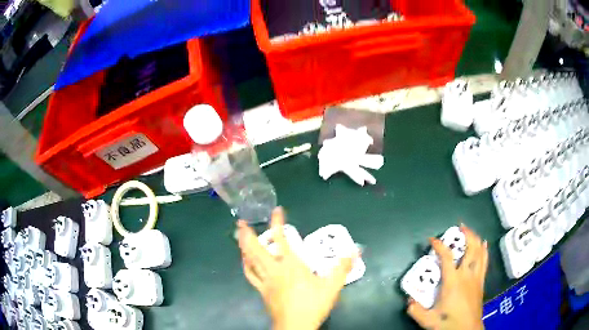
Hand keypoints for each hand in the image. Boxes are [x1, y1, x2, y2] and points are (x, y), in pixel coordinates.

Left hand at [237, 207, 355, 329]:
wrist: (295, 326)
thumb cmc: (313, 304)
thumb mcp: (332, 286)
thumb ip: (342, 267)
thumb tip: (355, 250)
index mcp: (291, 265)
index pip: (281, 239)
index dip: (277, 223)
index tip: (276, 210)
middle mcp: (274, 269)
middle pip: (256, 248)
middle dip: (247, 233)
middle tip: (241, 221)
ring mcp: (265, 281)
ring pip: (249, 260)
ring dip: (243, 247)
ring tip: (239, 237)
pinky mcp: (261, 291)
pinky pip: (250, 275)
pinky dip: (246, 265)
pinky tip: (245, 262)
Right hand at [407, 225, 487, 329]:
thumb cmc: (449, 323)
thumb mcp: (428, 320)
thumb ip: (416, 310)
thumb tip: (408, 301)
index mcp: (452, 282)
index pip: (446, 258)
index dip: (439, 246)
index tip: (432, 239)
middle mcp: (466, 275)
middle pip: (470, 248)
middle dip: (466, 234)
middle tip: (460, 227)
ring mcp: (476, 277)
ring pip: (479, 252)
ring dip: (475, 239)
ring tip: (470, 231)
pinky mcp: (481, 281)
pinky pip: (485, 260)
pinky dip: (484, 250)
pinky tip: (484, 244)